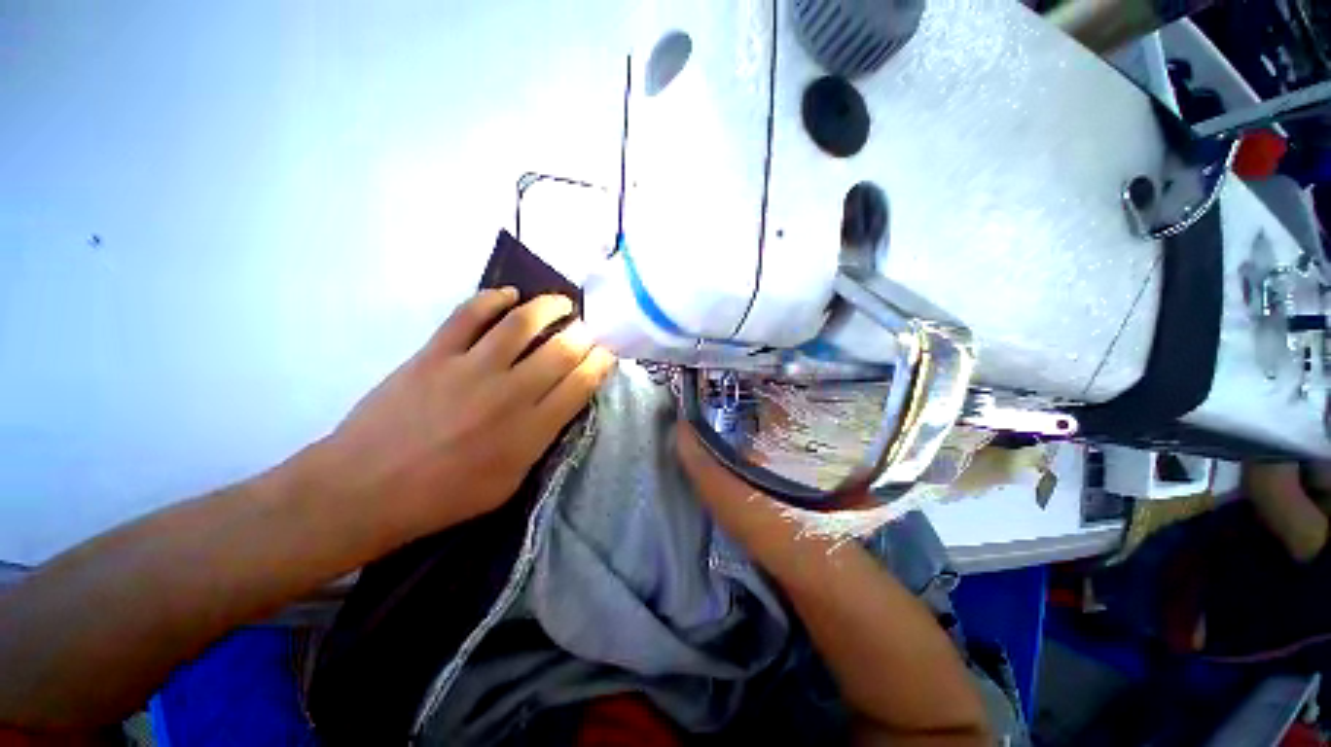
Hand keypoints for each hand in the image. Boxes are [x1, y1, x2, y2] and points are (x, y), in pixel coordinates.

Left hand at [315, 288, 615, 539]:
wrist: (365, 490)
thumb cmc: (444, 496)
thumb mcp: (510, 482)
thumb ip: (542, 440)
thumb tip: (561, 403)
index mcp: (531, 430)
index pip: (581, 383)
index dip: (601, 362)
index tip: (607, 352)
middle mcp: (510, 393)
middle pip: (562, 350)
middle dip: (585, 334)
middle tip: (588, 328)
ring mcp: (471, 368)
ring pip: (522, 323)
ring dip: (550, 306)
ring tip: (561, 303)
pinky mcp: (435, 353)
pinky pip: (469, 314)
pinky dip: (493, 299)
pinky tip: (509, 296)